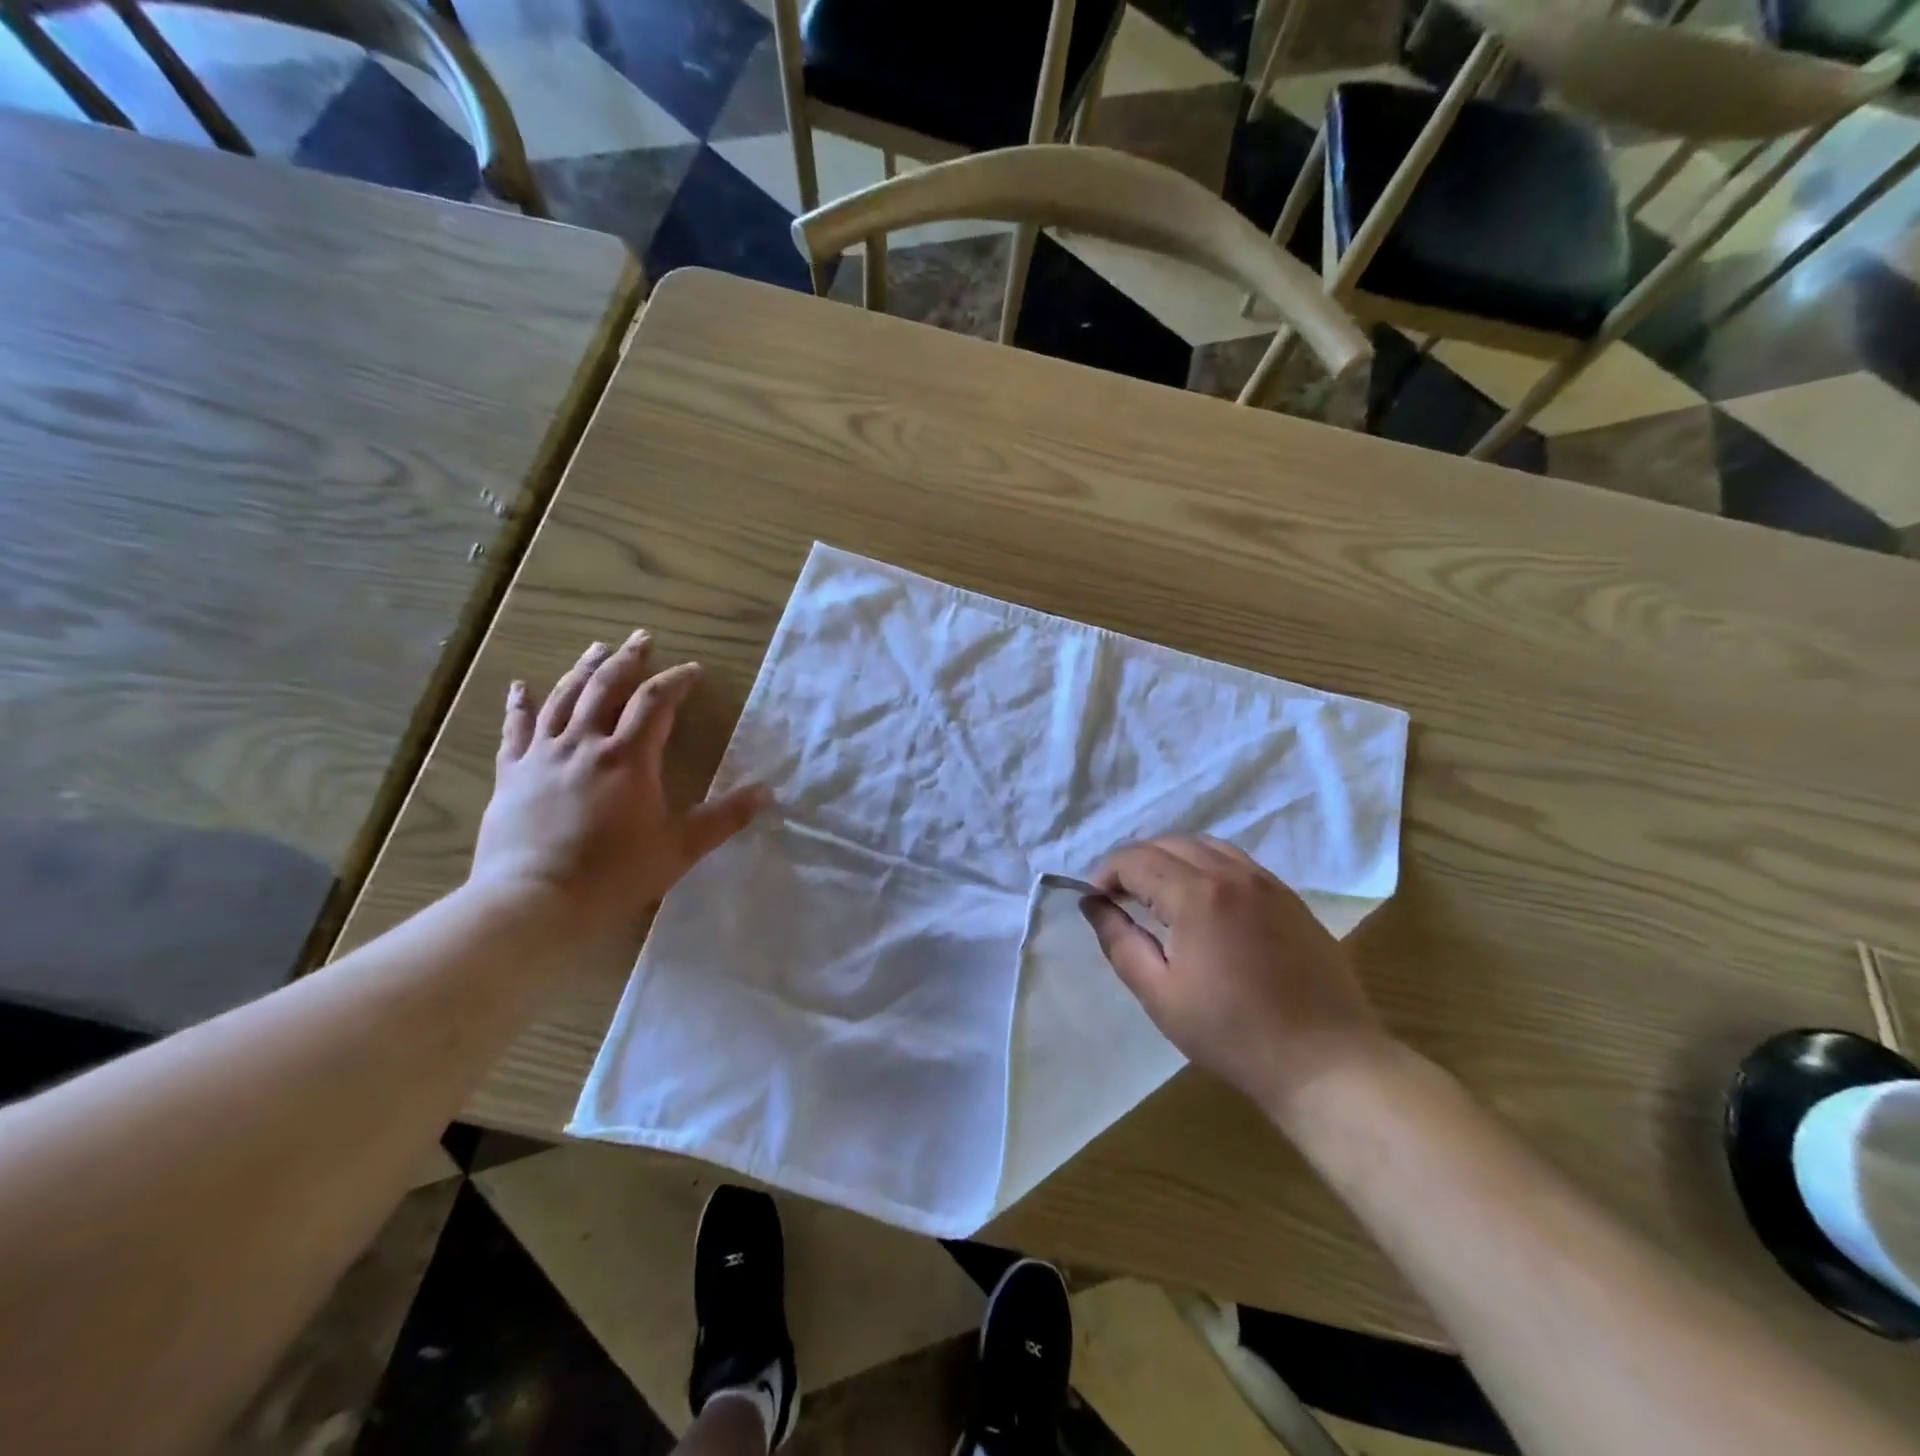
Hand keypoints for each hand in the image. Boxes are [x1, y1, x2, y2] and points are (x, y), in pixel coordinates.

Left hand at [469, 631, 767, 940]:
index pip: (656, 702)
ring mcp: (543, 755)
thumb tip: (767, 792)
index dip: (676, 681)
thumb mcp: (680, 848)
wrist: (533, 901)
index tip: (693, 671)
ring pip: (563, 698)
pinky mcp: (511, 773)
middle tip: (642, 638)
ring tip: (597, 647)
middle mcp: (585, 744)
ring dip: (583, 669)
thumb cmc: (614, 875)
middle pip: (606, 687)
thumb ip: (724, 817)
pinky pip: (515, 729)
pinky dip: (519, 704)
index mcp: (628, 757)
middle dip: (628, 660)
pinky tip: (521, 686)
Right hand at [1083, 835, 1394, 1122]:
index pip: (1136, 859)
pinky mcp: (1289, 897)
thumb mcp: (1160, 995)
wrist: (1325, 1061)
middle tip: (1119, 896)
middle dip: (1134, 862)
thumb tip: (1093, 905)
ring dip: (1170, 858)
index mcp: (1196, 894)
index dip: (1106, 873)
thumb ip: (1119, 942)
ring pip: (1204, 845)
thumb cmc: (1232, 1034)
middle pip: (1168, 843)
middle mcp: (1231, 873)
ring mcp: (1266, 882)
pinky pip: (1236, 861)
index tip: (1095, 900)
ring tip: (1157, 893)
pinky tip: (1202, 900)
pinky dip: (1205, 865)